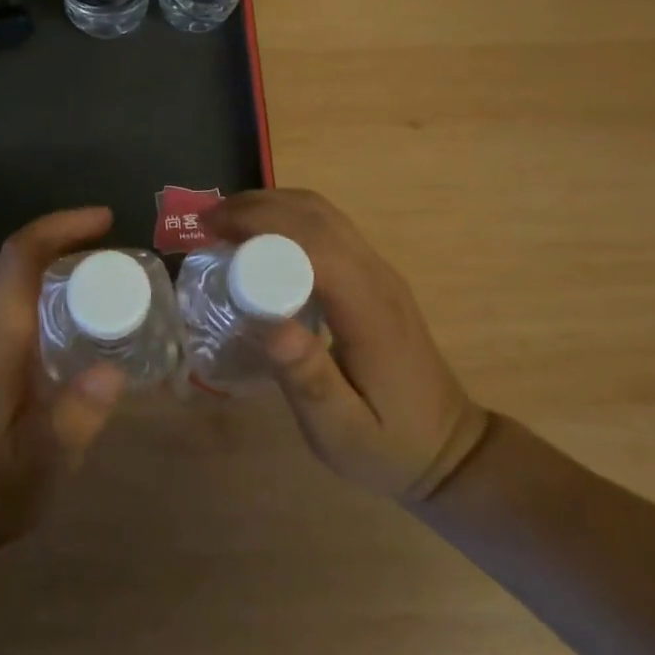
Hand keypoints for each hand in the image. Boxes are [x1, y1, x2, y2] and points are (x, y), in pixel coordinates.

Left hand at [0, 207, 126, 582]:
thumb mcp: (40, 463)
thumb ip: (75, 417)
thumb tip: (113, 370)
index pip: (20, 256)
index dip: (61, 227)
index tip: (105, 221)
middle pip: (15, 258)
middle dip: (63, 237)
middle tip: (112, 246)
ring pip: (10, 276)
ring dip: (53, 259)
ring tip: (102, 272)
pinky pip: (10, 298)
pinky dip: (43, 285)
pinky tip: (75, 313)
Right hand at [208, 189, 486, 502]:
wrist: (449, 449)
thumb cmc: (389, 446)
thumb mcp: (342, 431)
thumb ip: (308, 379)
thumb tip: (268, 322)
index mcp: (368, 310)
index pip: (313, 242)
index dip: (259, 224)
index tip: (210, 230)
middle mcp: (377, 276)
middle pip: (315, 214)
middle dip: (256, 206)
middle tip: (205, 223)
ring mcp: (379, 271)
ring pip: (323, 213)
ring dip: (271, 206)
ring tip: (224, 224)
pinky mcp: (374, 275)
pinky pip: (327, 227)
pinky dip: (287, 218)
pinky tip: (259, 240)